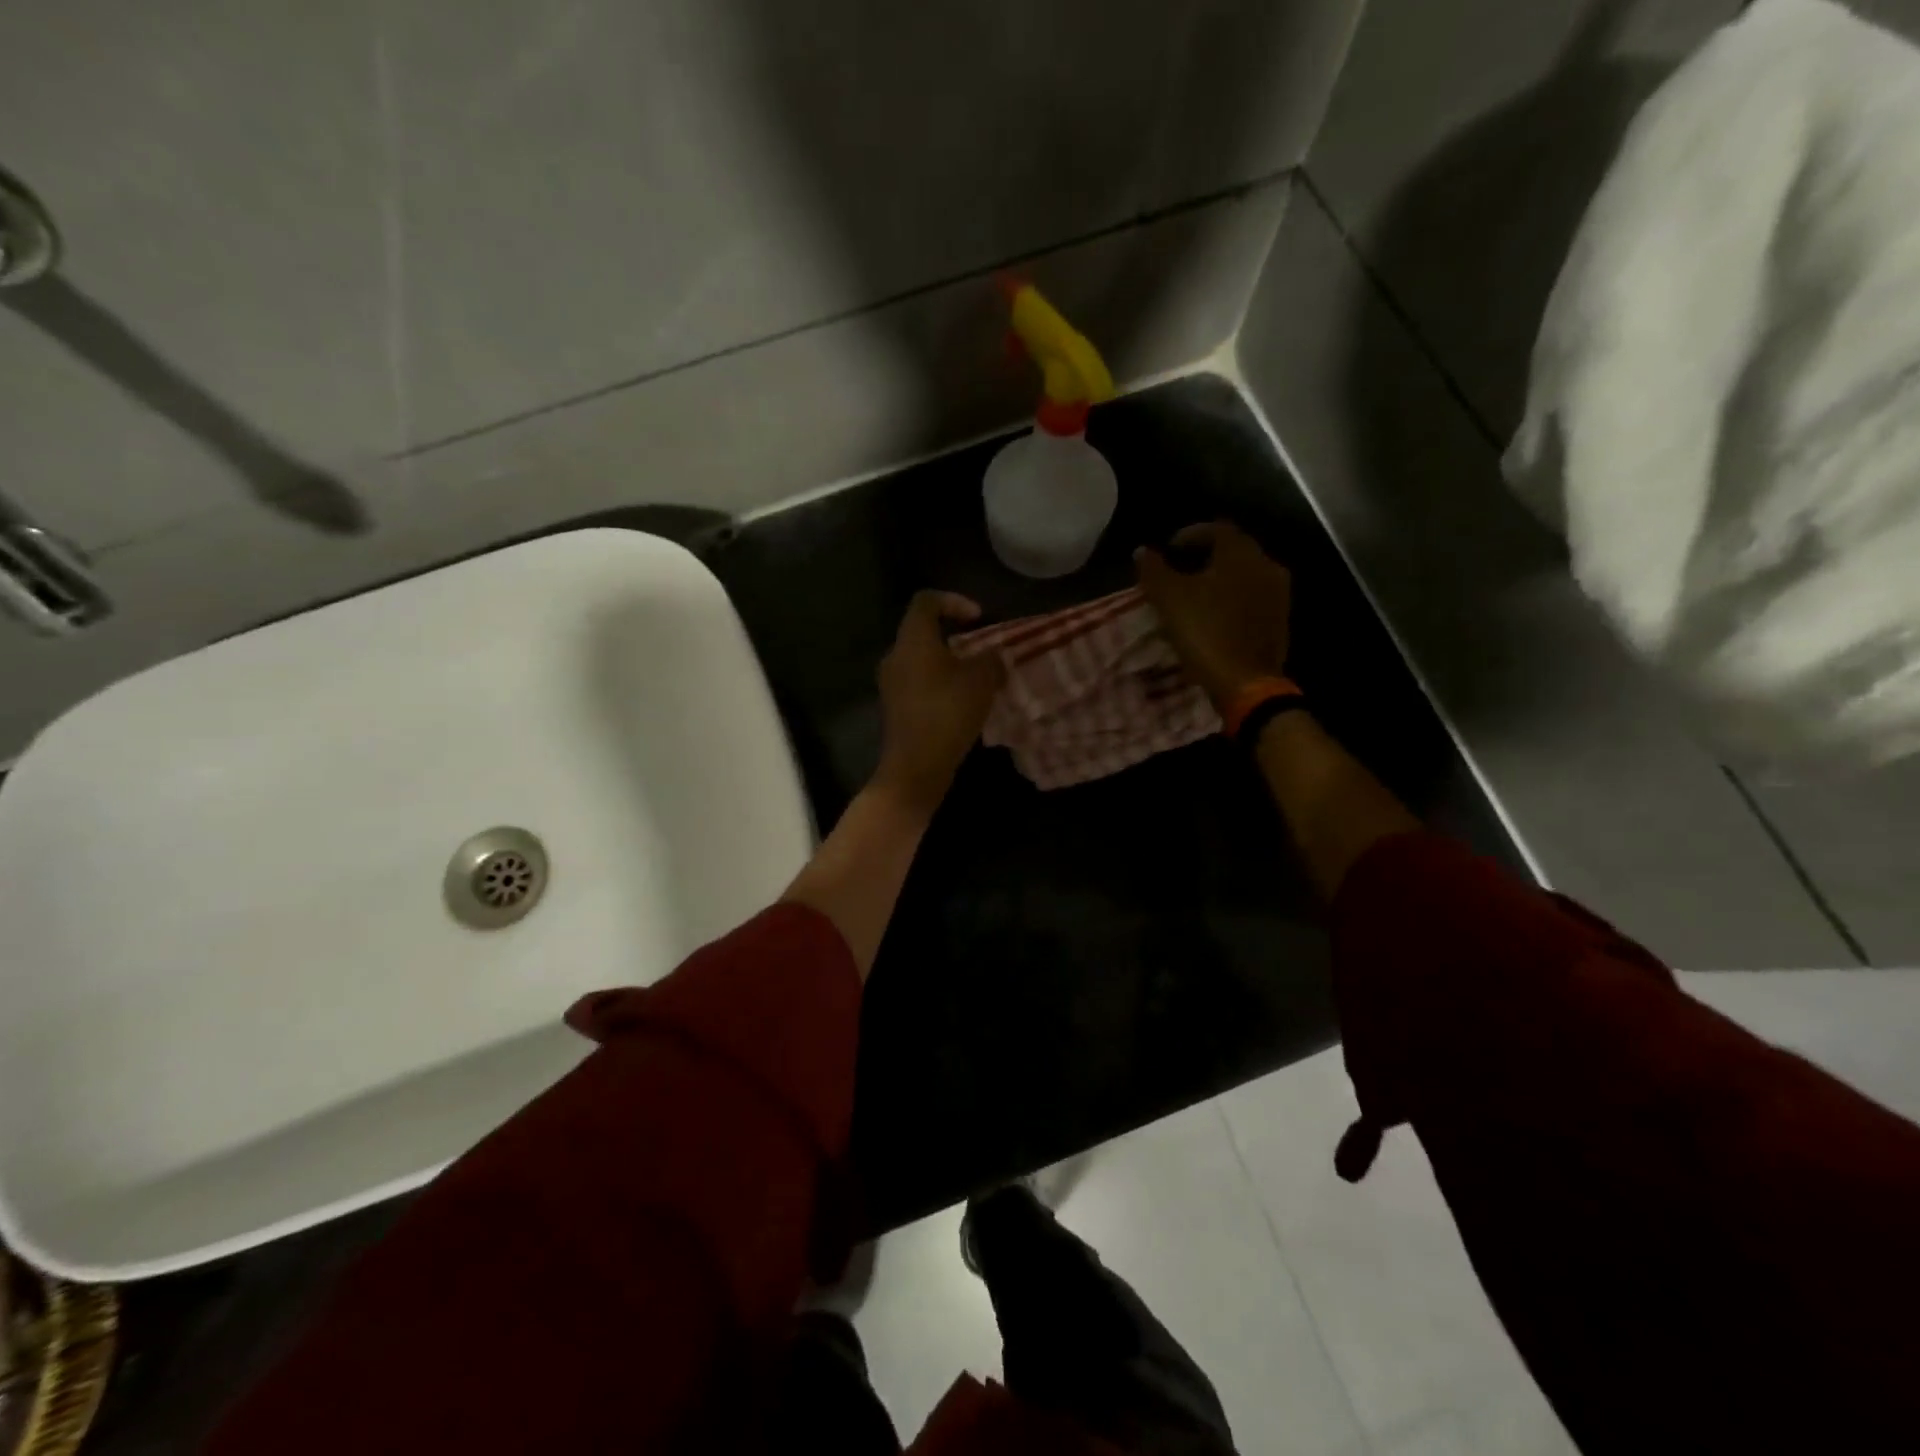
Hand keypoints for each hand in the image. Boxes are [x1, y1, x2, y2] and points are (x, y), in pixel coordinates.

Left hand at [872, 592, 1006, 812]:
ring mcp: (891, 683)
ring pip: (922, 660)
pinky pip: (919, 682)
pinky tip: (962, 702)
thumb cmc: (948, 713)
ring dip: (949, 663)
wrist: (916, 766)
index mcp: (913, 640)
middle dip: (955, 637)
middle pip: (923, 631)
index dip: (954, 601)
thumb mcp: (982, 680)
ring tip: (977, 679)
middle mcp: (895, 656)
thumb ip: (991, 660)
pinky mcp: (895, 707)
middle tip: (981, 650)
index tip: (979, 619)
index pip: (926, 602)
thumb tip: (994, 656)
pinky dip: (940, 684)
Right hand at [1135, 521, 1292, 708]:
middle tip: (1181, 570)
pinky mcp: (1280, 621)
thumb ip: (1153, 570)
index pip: (1217, 529)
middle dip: (1206, 556)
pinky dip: (1233, 599)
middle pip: (1234, 550)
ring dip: (1221, 579)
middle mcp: (1266, 566)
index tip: (1169, 549)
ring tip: (1196, 594)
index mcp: (1241, 554)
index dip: (1190, 534)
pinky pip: (1253, 598)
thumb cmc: (1205, 633)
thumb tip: (1143, 551)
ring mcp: (1278, 595)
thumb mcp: (1168, 599)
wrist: (1245, 683)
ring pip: (1245, 575)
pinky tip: (1216, 615)